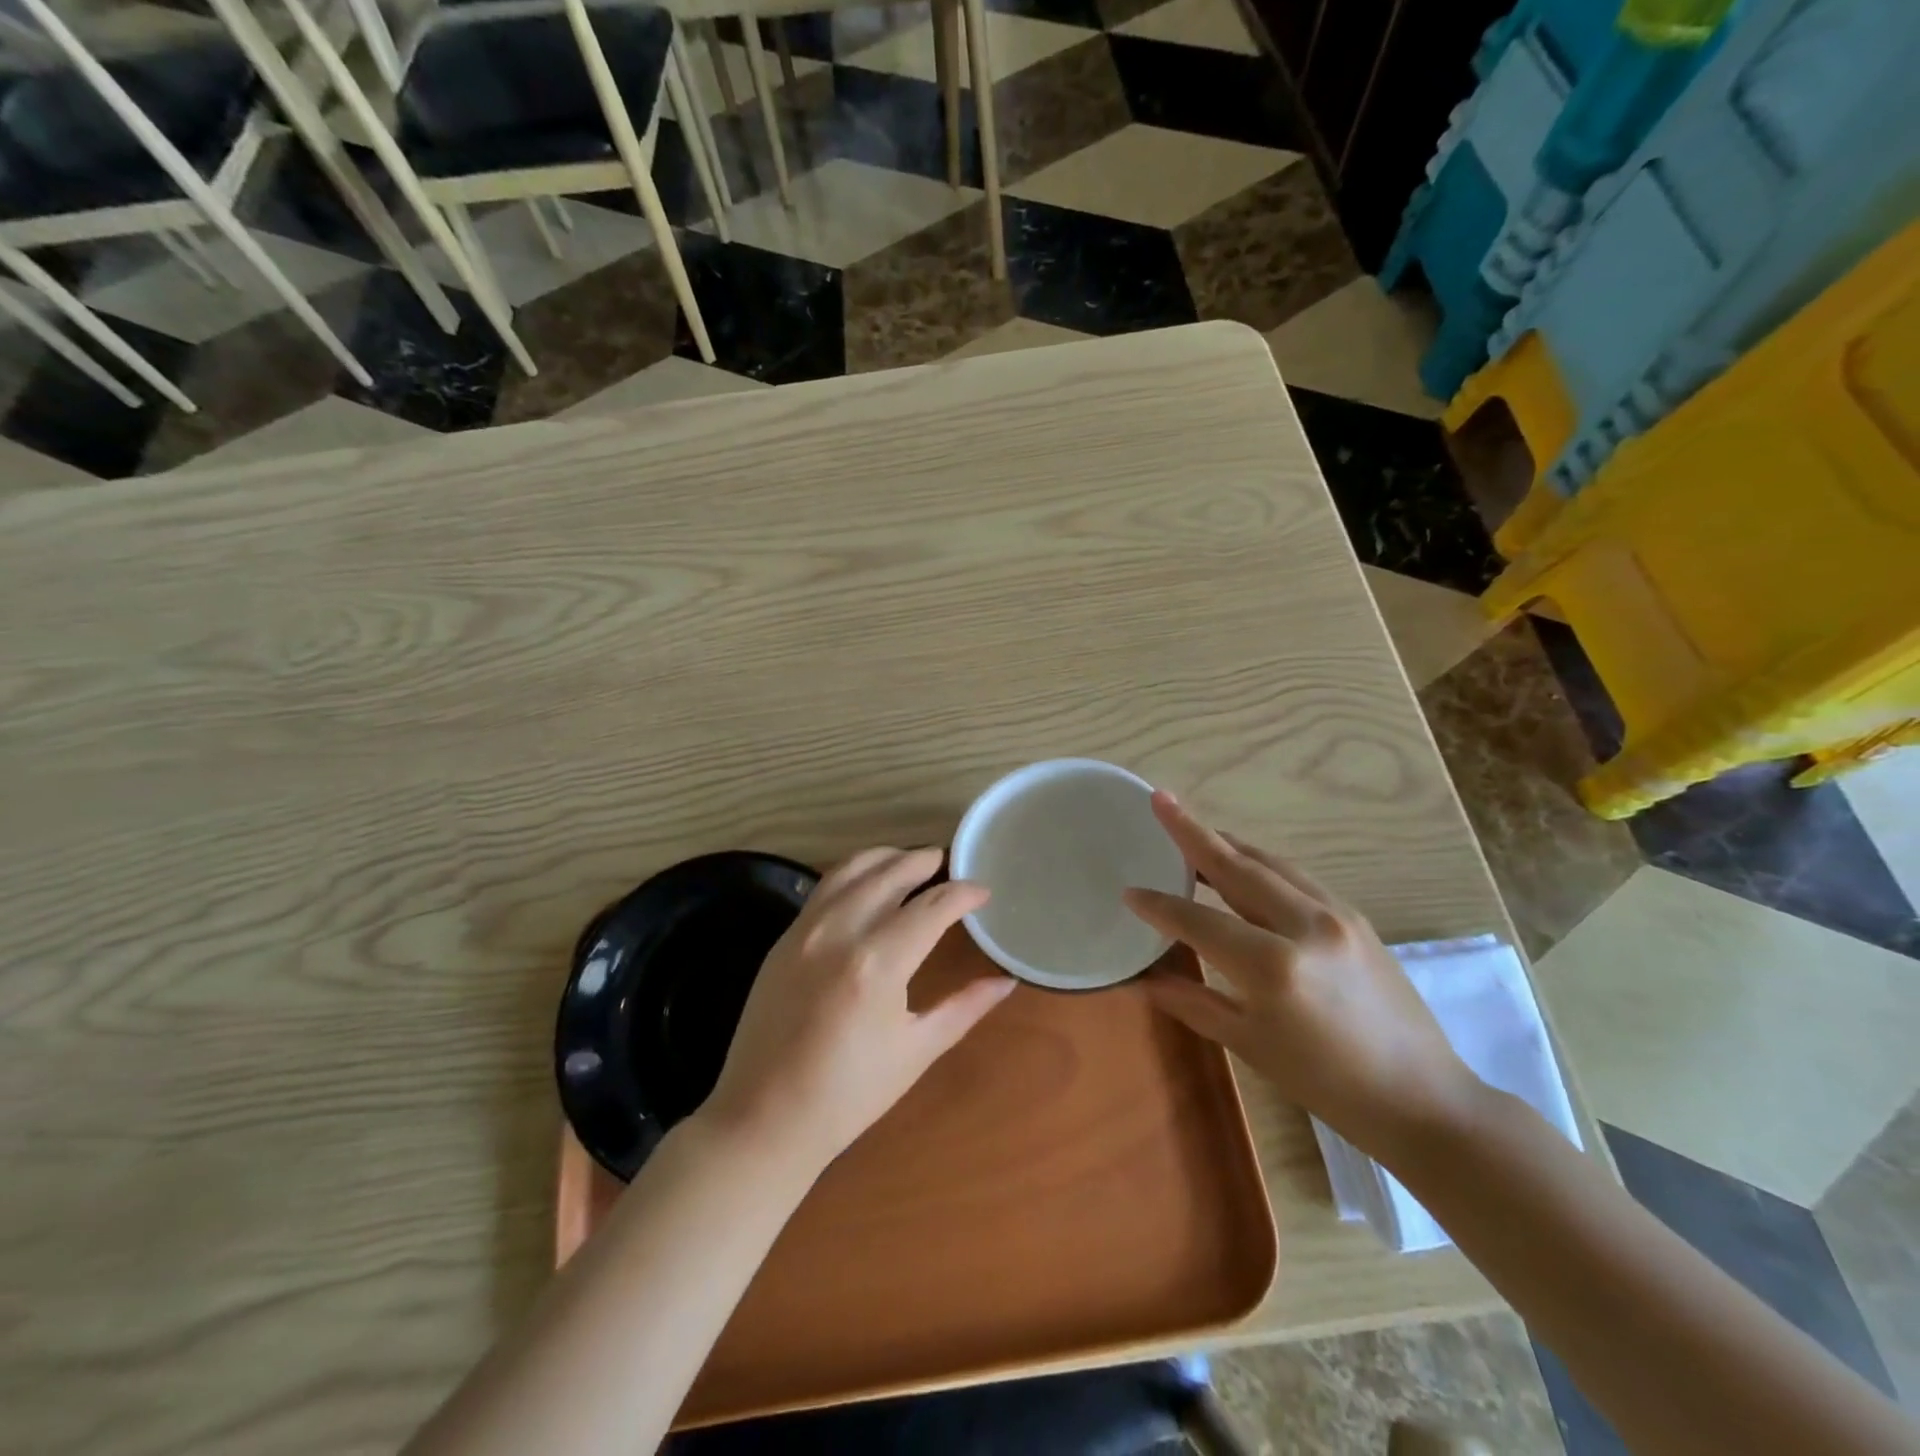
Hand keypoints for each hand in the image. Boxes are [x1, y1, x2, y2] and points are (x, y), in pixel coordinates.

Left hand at [702, 847, 1015, 1174]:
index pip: (931, 907)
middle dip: (924, 861)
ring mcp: (805, 930)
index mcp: (878, 963)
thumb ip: (965, 1007)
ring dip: (886, 858)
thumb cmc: (849, 1094)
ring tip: (910, 863)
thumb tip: (1006, 981)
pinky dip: (853, 874)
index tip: (982, 892)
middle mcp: (839, 932)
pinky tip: (868, 885)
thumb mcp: (916, 1051)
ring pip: (851, 869)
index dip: (963, 893)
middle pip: (890, 873)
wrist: (763, 1119)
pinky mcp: (784, 938)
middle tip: (948, 863)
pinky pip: (824, 888)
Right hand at [1124, 793, 1476, 1158]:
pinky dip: (1260, 863)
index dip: (1160, 906)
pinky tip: (1243, 865)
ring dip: (1228, 843)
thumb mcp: (1251, 1046)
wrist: (1424, 1098)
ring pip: (1269, 863)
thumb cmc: (1329, 1085)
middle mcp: (1305, 925)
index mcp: (1273, 966)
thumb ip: (1193, 1003)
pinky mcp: (1355, 916)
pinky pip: (1295, 876)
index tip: (1129, 892)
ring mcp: (1336, 914)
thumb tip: (1144, 980)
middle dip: (1193, 832)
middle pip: (1236, 867)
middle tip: (1160, 799)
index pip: (1199, 921)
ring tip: (1193, 827)